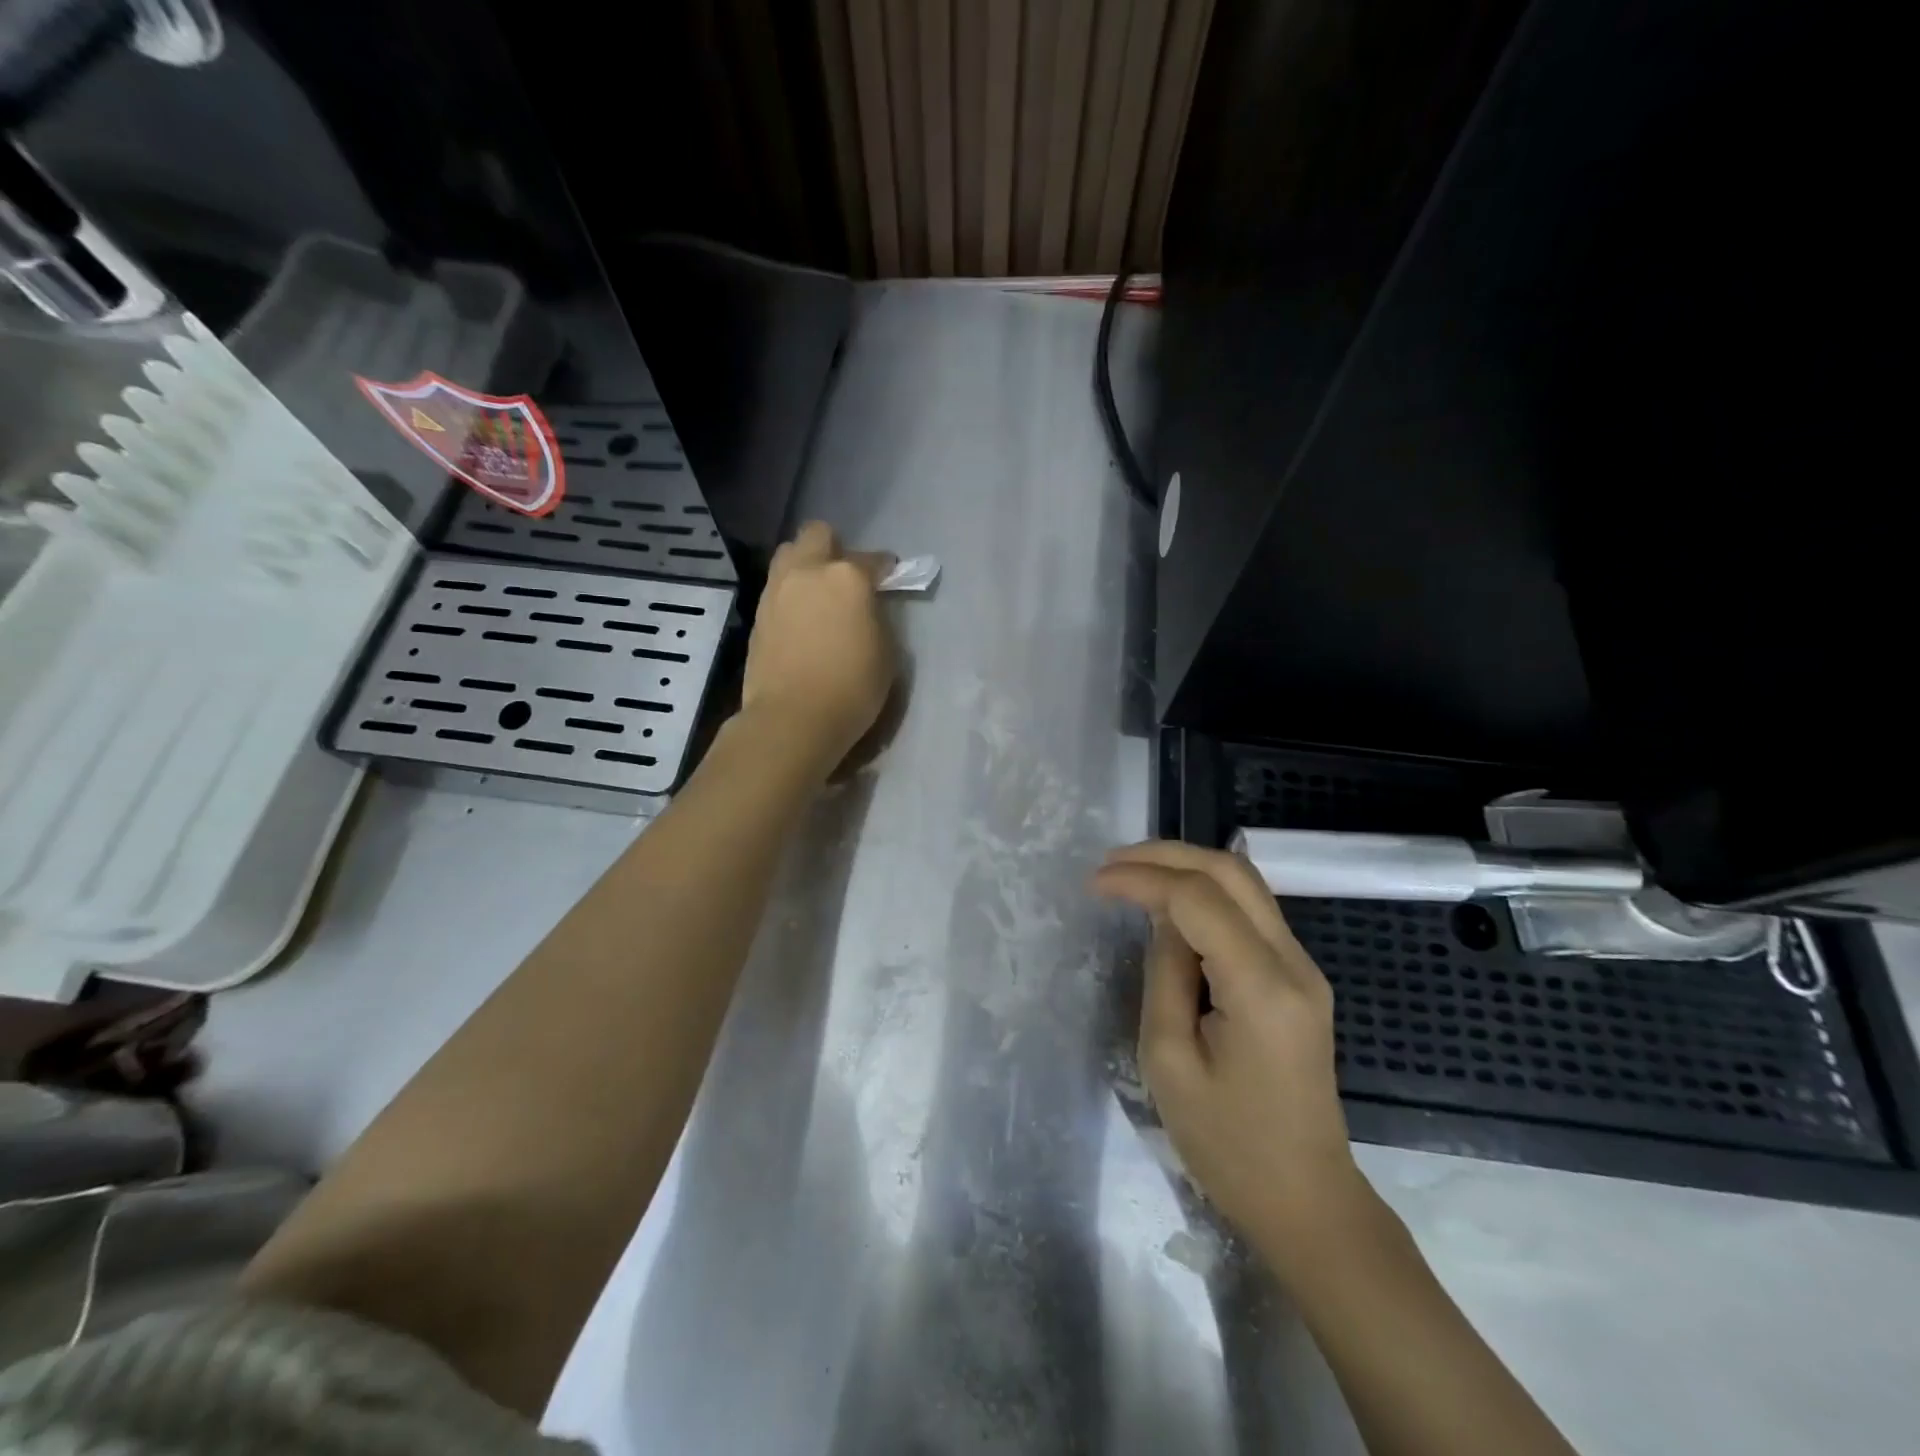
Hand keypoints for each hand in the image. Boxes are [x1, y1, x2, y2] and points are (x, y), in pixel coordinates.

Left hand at [741, 522, 896, 769]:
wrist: (793, 718)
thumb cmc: (852, 688)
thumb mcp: (886, 652)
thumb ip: (878, 617)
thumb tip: (868, 607)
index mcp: (847, 577)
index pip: (873, 559)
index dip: (885, 569)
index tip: (889, 579)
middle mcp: (808, 571)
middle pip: (818, 535)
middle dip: (834, 548)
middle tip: (845, 577)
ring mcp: (777, 590)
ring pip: (789, 555)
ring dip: (806, 565)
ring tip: (818, 595)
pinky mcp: (758, 614)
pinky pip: (777, 587)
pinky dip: (791, 593)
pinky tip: (801, 619)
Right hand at [1093, 841, 1367, 1263]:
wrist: (1307, 1200)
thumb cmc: (1228, 1146)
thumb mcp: (1170, 1062)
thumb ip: (1164, 975)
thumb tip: (1162, 920)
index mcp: (1262, 988)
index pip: (1198, 899)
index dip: (1142, 879)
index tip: (1093, 884)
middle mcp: (1294, 963)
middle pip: (1231, 871)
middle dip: (1166, 855)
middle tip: (1111, 864)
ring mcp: (1304, 968)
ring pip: (1245, 883)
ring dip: (1187, 868)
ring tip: (1132, 874)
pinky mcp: (1298, 978)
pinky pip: (1250, 912)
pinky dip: (1205, 894)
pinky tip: (1169, 904)